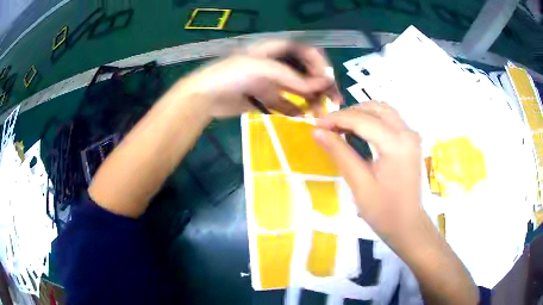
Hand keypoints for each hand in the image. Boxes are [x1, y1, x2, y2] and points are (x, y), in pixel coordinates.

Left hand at [182, 40, 342, 117]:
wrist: (204, 97)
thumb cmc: (231, 74)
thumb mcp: (262, 69)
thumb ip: (293, 78)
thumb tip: (323, 84)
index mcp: (275, 50)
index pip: (306, 52)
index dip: (320, 64)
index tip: (328, 80)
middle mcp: (275, 64)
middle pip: (305, 71)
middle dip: (320, 85)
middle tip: (333, 101)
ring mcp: (270, 81)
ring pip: (297, 89)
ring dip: (310, 100)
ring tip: (319, 114)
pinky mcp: (264, 97)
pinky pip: (284, 103)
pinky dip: (294, 109)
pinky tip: (300, 117)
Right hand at [312, 101, 424, 241]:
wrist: (408, 225)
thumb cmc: (384, 212)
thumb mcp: (359, 184)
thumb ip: (339, 153)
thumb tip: (317, 132)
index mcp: (396, 144)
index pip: (362, 120)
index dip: (337, 118)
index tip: (317, 124)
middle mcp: (407, 133)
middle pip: (374, 109)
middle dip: (348, 113)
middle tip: (328, 127)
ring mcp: (412, 135)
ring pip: (383, 110)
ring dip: (361, 113)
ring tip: (341, 127)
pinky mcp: (411, 141)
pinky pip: (390, 119)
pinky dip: (372, 119)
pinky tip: (359, 130)